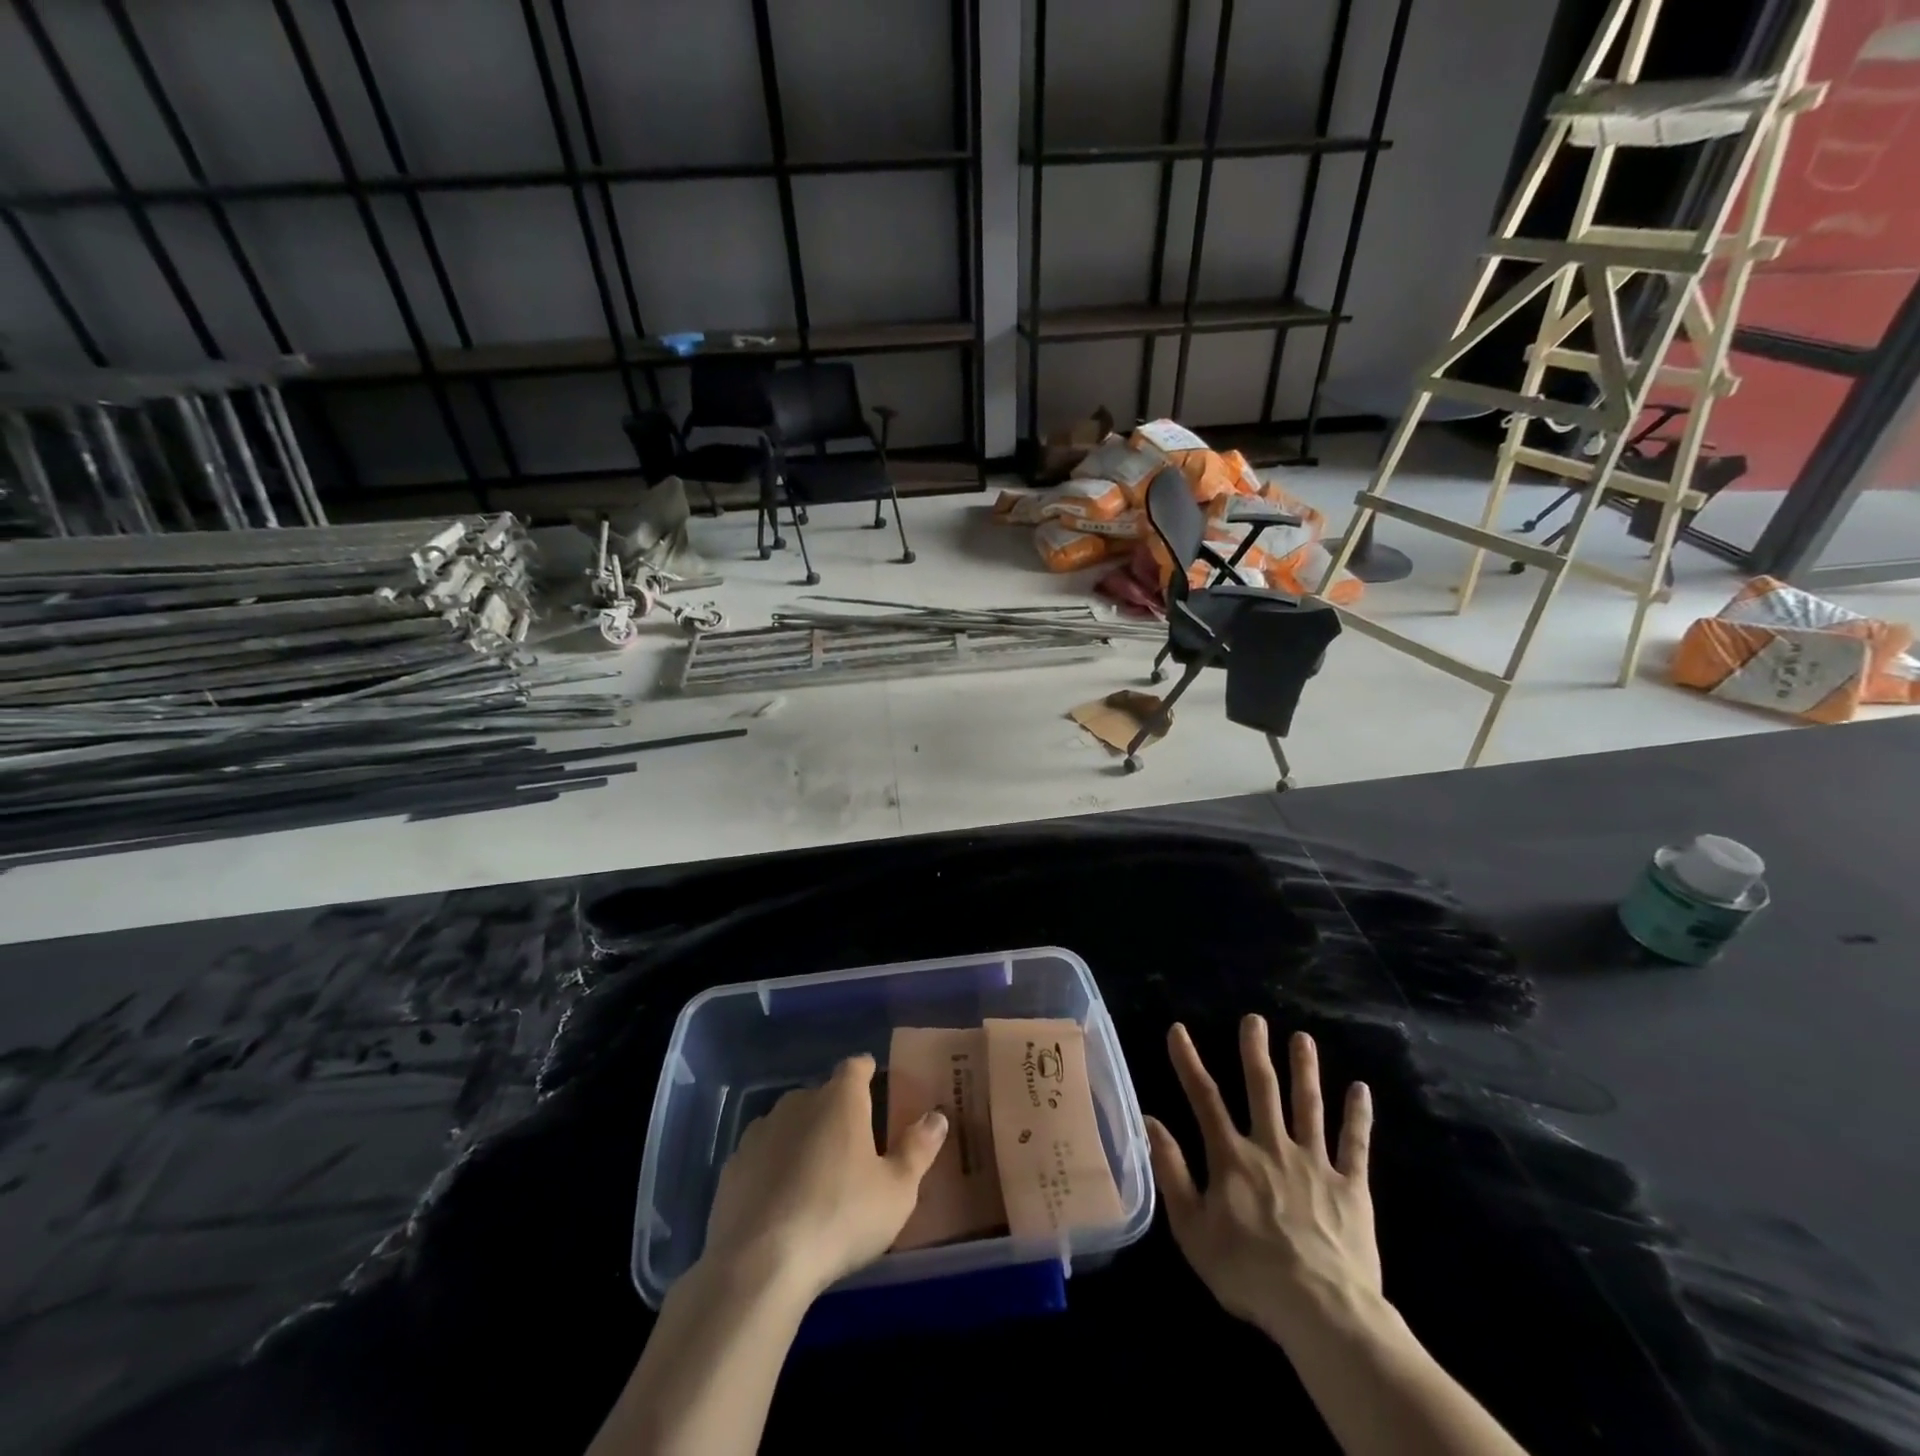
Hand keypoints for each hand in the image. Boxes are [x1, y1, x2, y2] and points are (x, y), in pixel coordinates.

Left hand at [702, 1054, 948, 1300]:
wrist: (759, 1265)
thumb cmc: (840, 1217)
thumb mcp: (897, 1191)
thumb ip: (918, 1149)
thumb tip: (937, 1116)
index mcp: (840, 1099)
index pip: (855, 1067)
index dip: (866, 1072)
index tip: (875, 1083)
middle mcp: (798, 1102)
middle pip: (822, 1095)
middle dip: (836, 1112)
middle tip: (853, 1145)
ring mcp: (760, 1132)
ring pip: (789, 1123)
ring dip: (803, 1138)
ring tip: (816, 1174)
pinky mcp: (732, 1166)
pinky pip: (762, 1155)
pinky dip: (773, 1167)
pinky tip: (781, 1200)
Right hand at [1145, 1017, 1379, 1348]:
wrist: (1322, 1311)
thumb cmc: (1248, 1273)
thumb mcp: (1192, 1229)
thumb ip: (1171, 1172)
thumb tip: (1149, 1121)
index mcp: (1233, 1157)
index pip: (1204, 1098)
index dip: (1188, 1062)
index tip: (1179, 1030)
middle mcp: (1272, 1147)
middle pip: (1262, 1089)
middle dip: (1255, 1051)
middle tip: (1255, 1019)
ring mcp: (1315, 1163)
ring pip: (1308, 1105)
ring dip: (1305, 1069)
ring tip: (1303, 1038)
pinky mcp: (1351, 1186)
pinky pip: (1355, 1144)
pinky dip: (1358, 1115)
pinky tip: (1362, 1089)